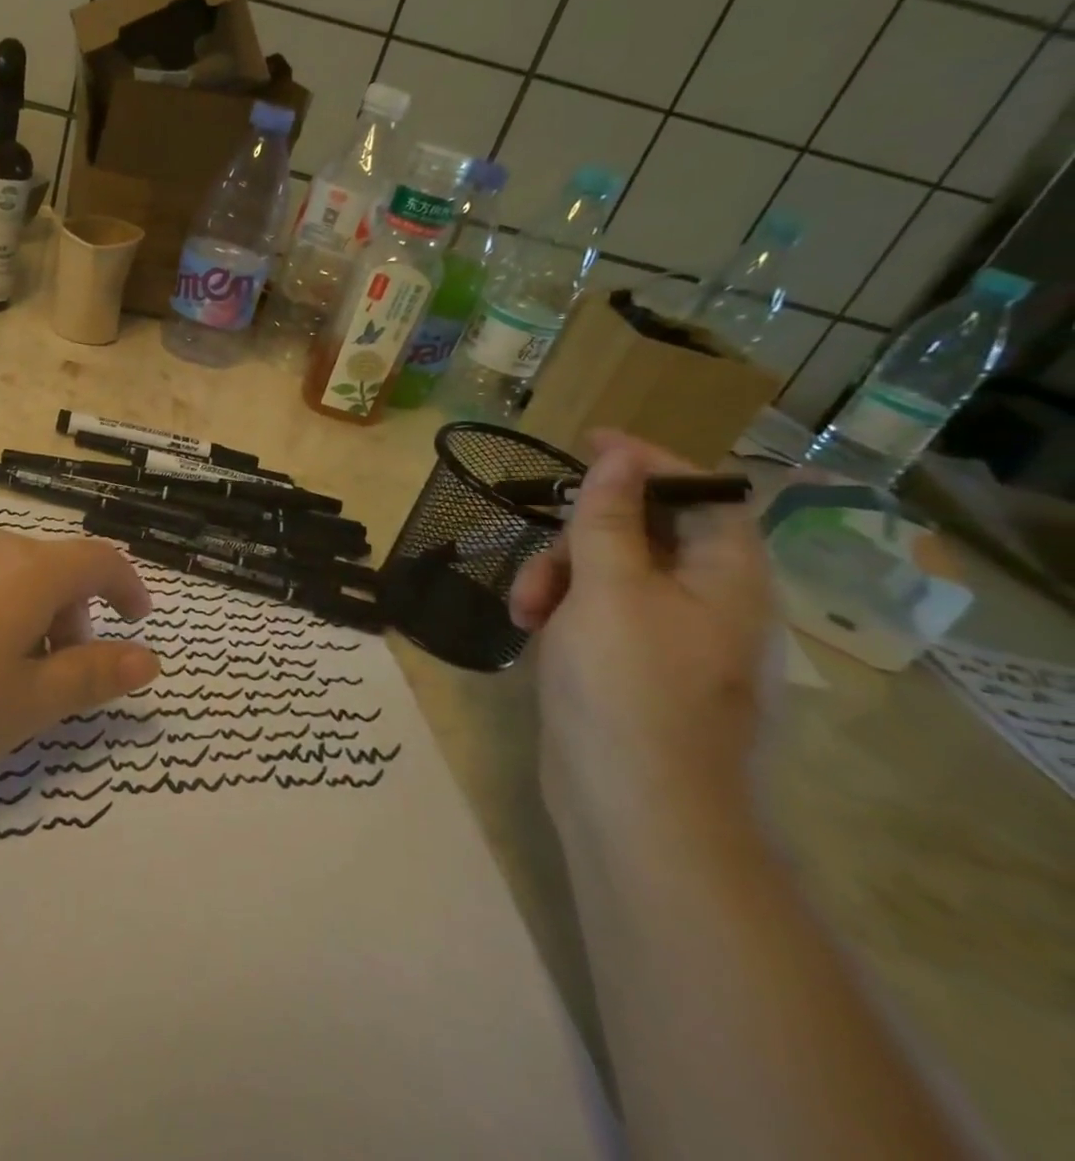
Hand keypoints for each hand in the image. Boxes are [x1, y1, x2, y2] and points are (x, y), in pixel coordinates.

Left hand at [0, 527, 157, 782]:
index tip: (138, 620)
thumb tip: (149, 659)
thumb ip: (91, 677)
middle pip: (53, 570)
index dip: (129, 586)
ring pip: (7, 577)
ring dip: (26, 618)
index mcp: (29, 571)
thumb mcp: (21, 704)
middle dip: (72, 618)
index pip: (101, 559)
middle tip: (55, 677)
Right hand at [508, 432, 772, 842]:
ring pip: (608, 573)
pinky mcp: (631, 668)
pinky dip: (561, 610)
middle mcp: (706, 603)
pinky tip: (531, 631)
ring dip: (558, 576)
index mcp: (725, 578)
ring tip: (524, 610)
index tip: (588, 442)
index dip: (649, 462)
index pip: (702, 493)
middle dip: (581, 535)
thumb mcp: (608, 588)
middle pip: (643, 532)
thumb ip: (608, 517)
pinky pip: (595, 613)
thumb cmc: (626, 686)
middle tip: (542, 555)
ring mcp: (668, 639)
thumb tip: (619, 454)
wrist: (634, 808)